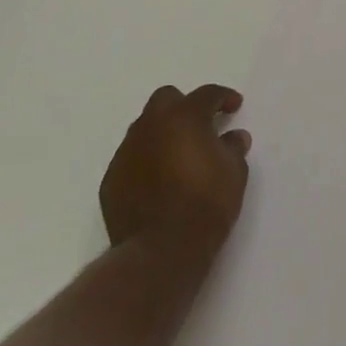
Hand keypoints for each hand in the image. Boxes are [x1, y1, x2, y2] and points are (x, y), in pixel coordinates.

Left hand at [100, 84, 251, 260]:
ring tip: (180, 156)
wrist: (161, 250)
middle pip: (166, 99)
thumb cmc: (206, 204)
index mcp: (184, 117)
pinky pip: (132, 157)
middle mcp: (150, 126)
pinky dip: (147, 160)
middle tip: (202, 126)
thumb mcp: (234, 173)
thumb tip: (234, 136)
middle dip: (185, 106)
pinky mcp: (112, 178)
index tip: (234, 105)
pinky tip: (160, 181)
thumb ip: (233, 148)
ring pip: (145, 128)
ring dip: (163, 133)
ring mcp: (126, 152)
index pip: (206, 94)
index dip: (223, 97)